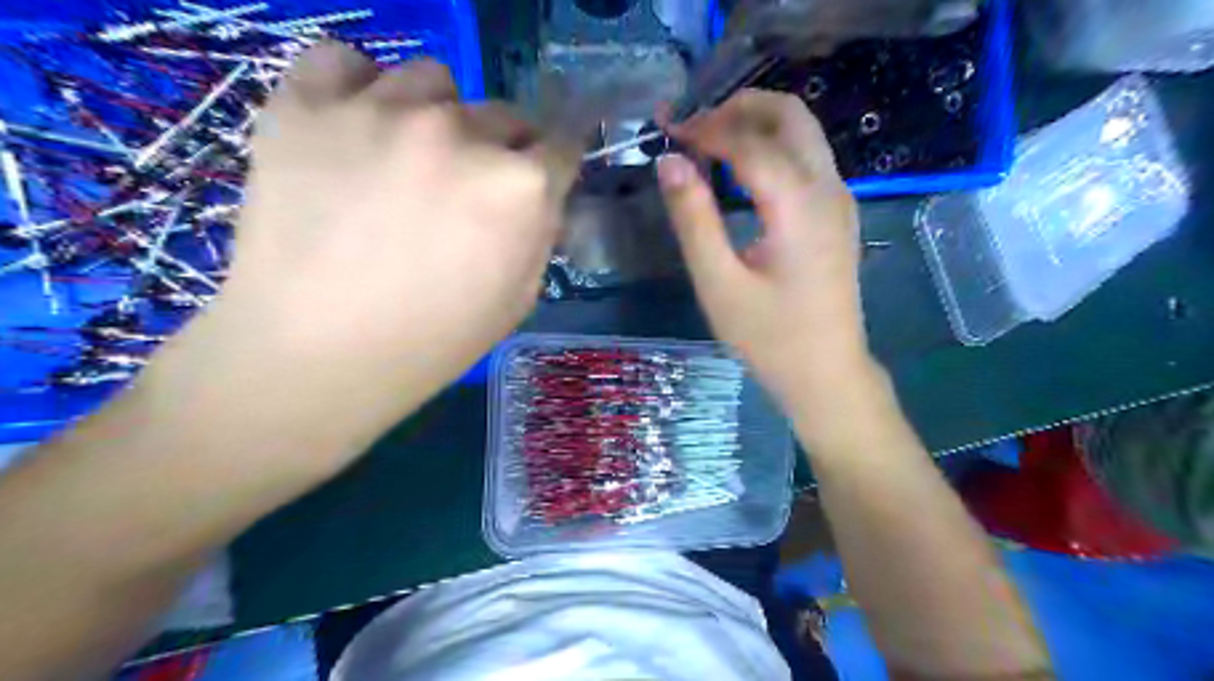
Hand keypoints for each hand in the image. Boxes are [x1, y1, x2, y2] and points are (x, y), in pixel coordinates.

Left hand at [149, 39, 573, 447]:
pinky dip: (358, 86)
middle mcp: (461, 133)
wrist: (317, 355)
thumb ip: (542, 234)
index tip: (539, 175)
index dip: (552, 163)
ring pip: (432, 81)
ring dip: (437, 115)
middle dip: (500, 148)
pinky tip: (355, 127)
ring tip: (407, 158)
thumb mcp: (518, 300)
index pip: (561, 145)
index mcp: (519, 187)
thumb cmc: (432, 342)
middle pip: (503, 113)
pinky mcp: (306, 104)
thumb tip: (543, 195)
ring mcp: (381, 110)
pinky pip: (345, 61)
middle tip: (468, 186)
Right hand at [659, 91, 876, 431]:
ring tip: (708, 143)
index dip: (706, 128)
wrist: (826, 373)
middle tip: (693, 129)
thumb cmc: (770, 337)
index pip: (750, 141)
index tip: (668, 130)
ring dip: (755, 124)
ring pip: (802, 131)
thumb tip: (669, 162)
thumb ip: (694, 219)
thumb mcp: (719, 284)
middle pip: (790, 114)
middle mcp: (829, 188)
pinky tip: (738, 171)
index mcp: (800, 206)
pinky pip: (806, 156)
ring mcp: (840, 198)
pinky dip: (770, 146)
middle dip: (738, 108)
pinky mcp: (837, 212)